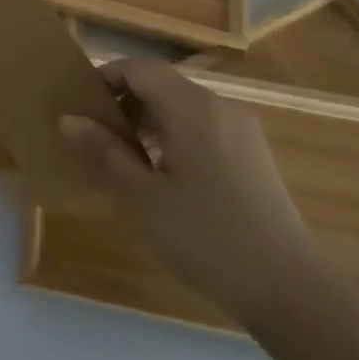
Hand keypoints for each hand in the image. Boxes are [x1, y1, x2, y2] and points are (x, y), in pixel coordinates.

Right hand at [59, 58, 319, 326]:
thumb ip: (102, 151)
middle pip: (160, 85)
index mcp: (192, 107)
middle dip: (122, 104)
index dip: (104, 78)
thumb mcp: (140, 196)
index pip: (139, 69)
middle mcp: (220, 107)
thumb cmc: (204, 236)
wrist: (289, 290)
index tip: (77, 106)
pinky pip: (201, 130)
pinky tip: (160, 179)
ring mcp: (241, 132)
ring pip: (180, 108)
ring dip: (145, 123)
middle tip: (91, 138)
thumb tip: (68, 118)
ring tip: (120, 161)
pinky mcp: (252, 157)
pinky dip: (172, 139)